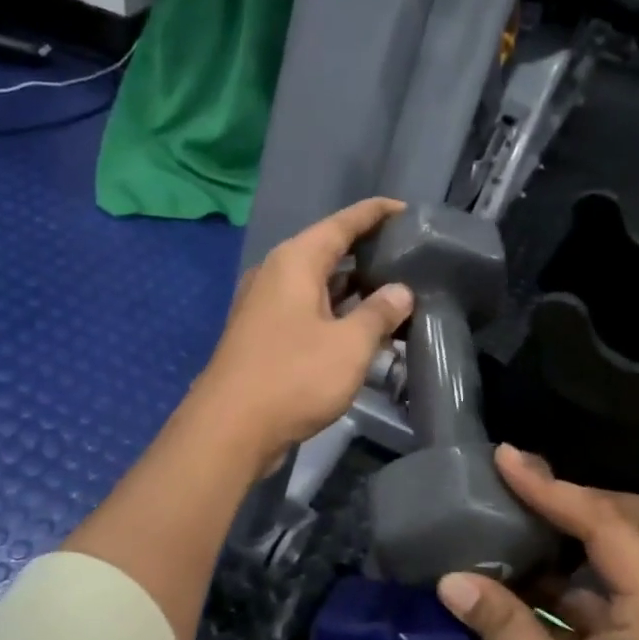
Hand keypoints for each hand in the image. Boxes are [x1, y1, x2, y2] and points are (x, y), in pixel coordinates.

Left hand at [193, 198, 414, 478]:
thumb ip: (379, 313)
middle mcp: (276, 274)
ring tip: (394, 290)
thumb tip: (400, 291)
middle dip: (366, 251)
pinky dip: (335, 312)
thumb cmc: (293, 377)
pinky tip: (362, 327)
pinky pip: (307, 310)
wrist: (230, 429)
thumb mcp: (349, 345)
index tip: (406, 209)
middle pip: (327, 250)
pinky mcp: (263, 335)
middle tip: (408, 255)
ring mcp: (265, 305)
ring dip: (353, 288)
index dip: (375, 213)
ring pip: (317, 284)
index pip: (342, 223)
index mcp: (295, 261)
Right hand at [436, 446, 638, 639]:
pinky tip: (527, 589)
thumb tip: (453, 578)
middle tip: (542, 502)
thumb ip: (503, 625)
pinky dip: (576, 586)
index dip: (552, 488)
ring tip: (523, 532)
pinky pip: (615, 599)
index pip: (606, 525)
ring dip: (584, 543)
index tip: (506, 461)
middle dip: (600, 503)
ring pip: (636, 560)